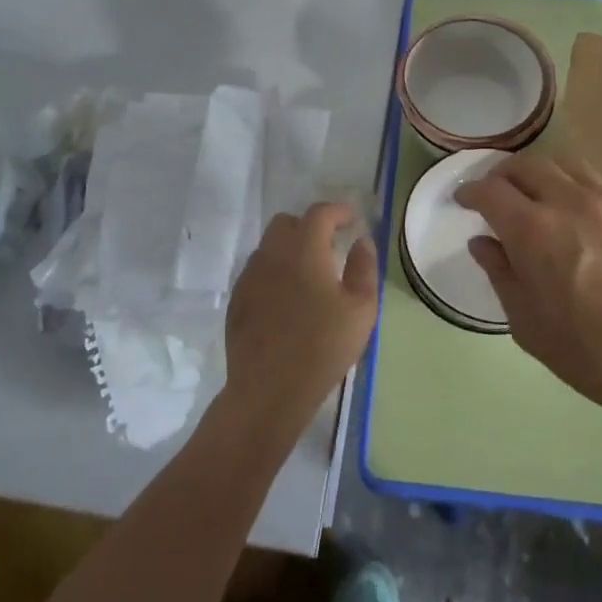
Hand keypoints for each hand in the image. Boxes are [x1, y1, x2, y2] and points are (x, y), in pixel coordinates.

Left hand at [221, 202, 377, 432]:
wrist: (269, 390)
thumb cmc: (322, 347)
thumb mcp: (361, 309)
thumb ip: (364, 267)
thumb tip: (361, 242)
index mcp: (304, 249)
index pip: (319, 214)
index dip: (338, 211)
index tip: (352, 220)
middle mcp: (272, 253)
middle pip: (287, 223)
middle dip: (309, 226)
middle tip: (329, 245)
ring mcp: (250, 276)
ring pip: (269, 247)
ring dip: (289, 249)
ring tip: (308, 274)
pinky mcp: (237, 299)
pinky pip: (257, 271)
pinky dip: (274, 272)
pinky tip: (287, 299)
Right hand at [457, 152, 601, 423]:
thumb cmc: (593, 354)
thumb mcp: (530, 326)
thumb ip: (501, 275)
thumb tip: (483, 242)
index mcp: (533, 230)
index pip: (490, 190)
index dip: (471, 191)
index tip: (464, 199)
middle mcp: (567, 201)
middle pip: (526, 165)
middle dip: (503, 174)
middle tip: (497, 193)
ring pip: (564, 163)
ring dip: (541, 172)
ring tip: (537, 193)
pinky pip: (598, 182)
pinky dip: (576, 186)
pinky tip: (580, 213)